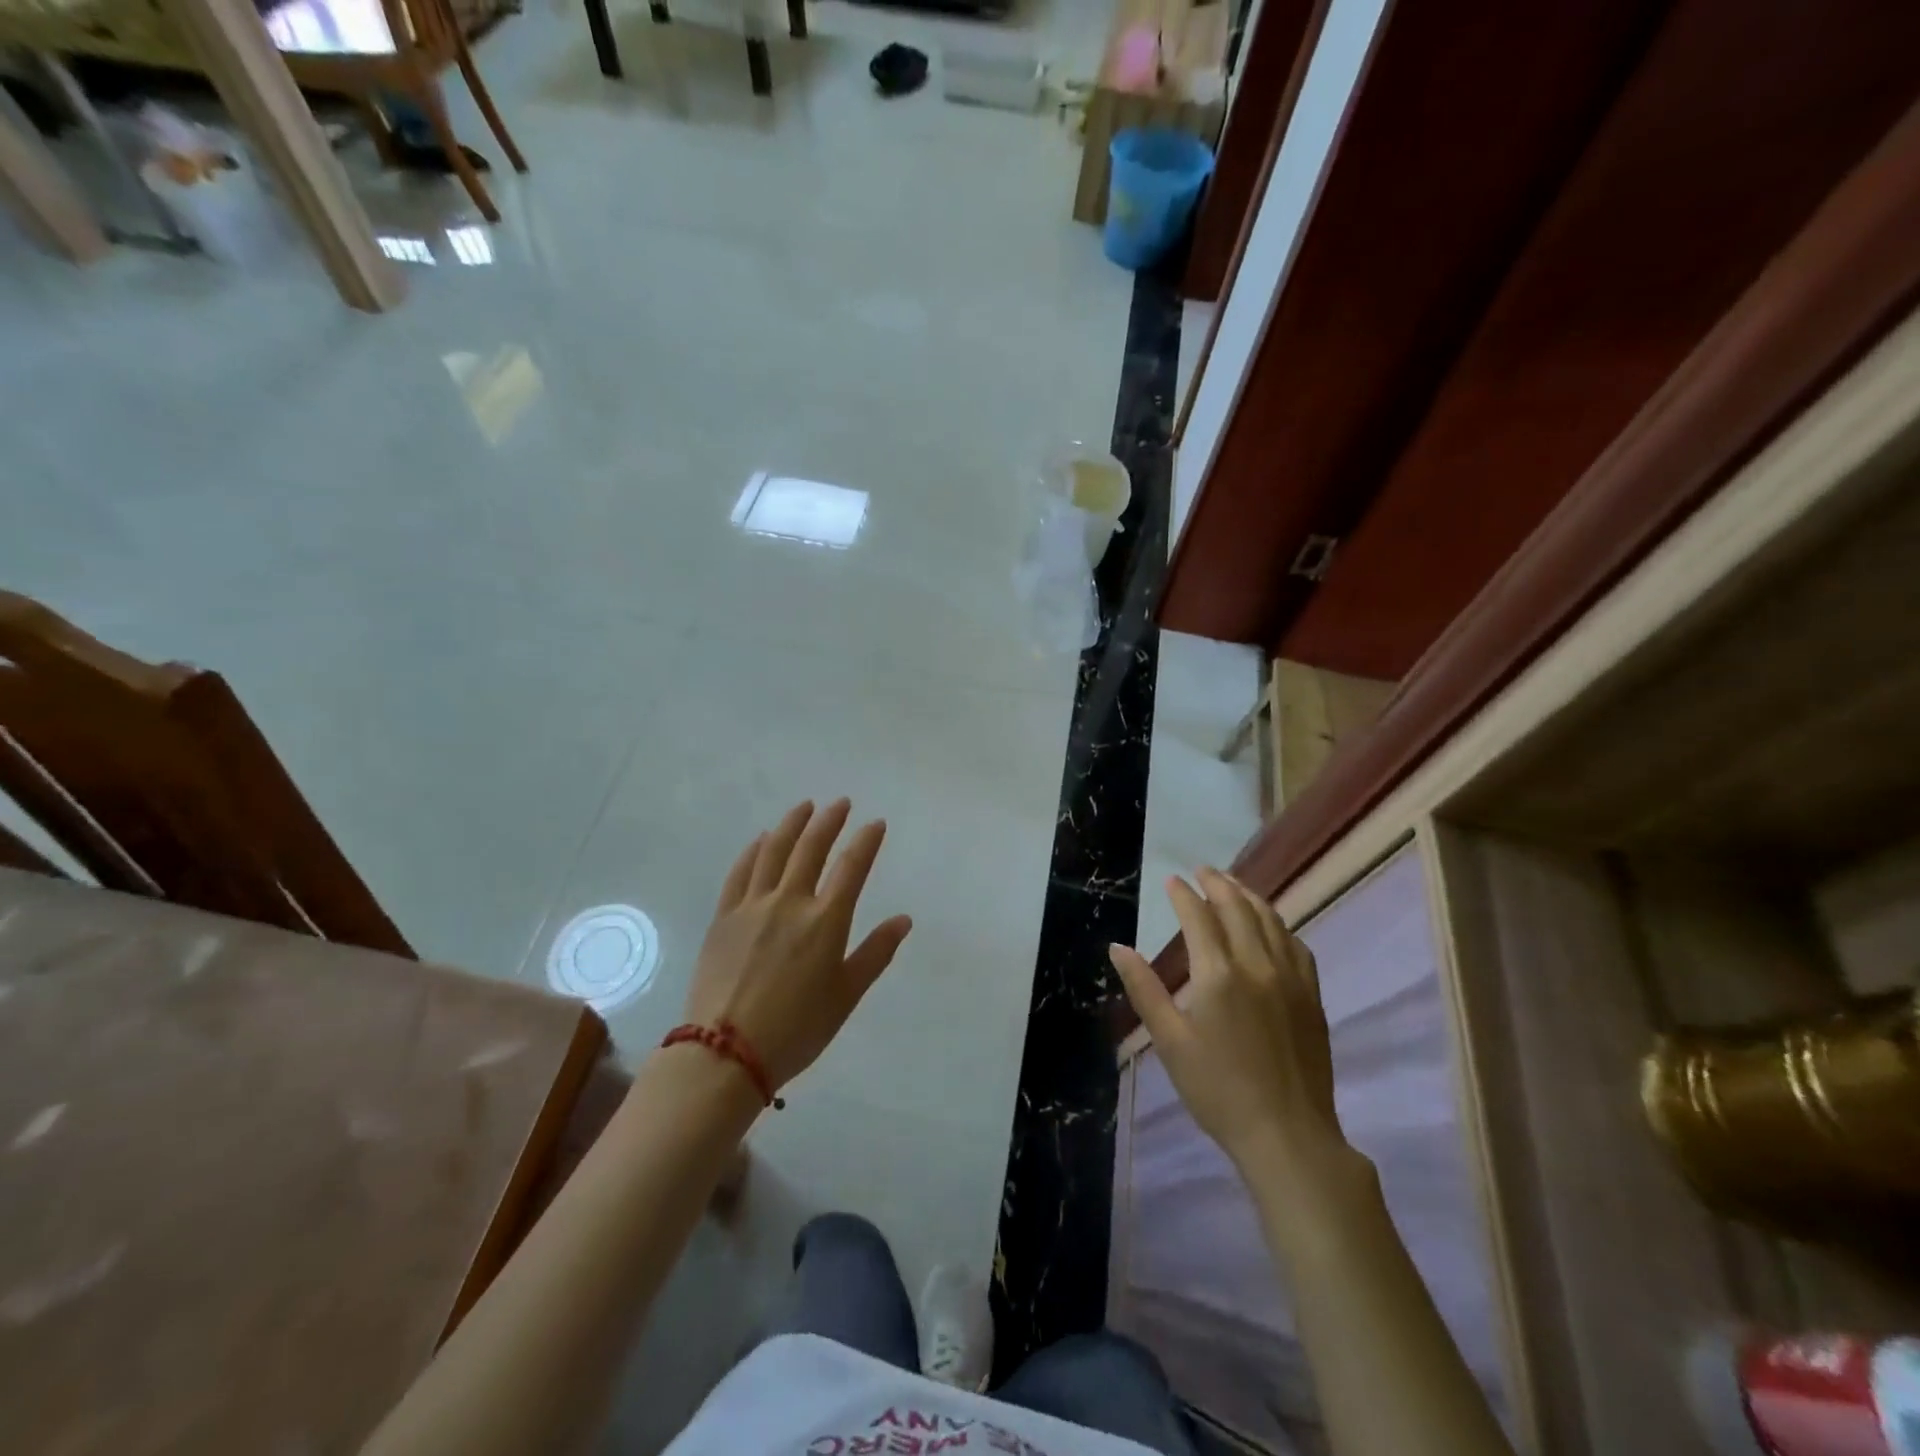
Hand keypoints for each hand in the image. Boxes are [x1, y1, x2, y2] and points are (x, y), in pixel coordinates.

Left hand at [683, 799, 912, 1091]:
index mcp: (825, 921)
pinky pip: (740, 872)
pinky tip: (762, 840)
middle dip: (829, 821)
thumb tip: (903, 920)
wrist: (725, 1053)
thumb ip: (875, 953)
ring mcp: (752, 906)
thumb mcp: (846, 996)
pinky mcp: (723, 917)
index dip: (866, 841)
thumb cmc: (797, 1029)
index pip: (852, 867)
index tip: (875, 823)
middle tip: (840, 803)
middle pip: (812, 848)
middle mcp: (790, 902)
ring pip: (774, 851)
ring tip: (804, 807)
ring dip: (792, 824)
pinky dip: (754, 850)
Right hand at [1110, 869, 1350, 1176]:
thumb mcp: (1169, 1041)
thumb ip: (1144, 989)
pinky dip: (1278, 925)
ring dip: (1249, 897)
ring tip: (1233, 885)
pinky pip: (1296, 945)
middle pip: (1238, 908)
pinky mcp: (1312, 996)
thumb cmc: (1218, 1089)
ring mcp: (1291, 978)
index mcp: (1218, 974)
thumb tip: (1118, 947)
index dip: (1183, 894)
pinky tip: (1271, 927)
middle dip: (1218, 883)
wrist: (1287, 1135)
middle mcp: (1257, 965)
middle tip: (1202, 870)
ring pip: (1271, 920)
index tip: (1172, 880)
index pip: (1199, 917)